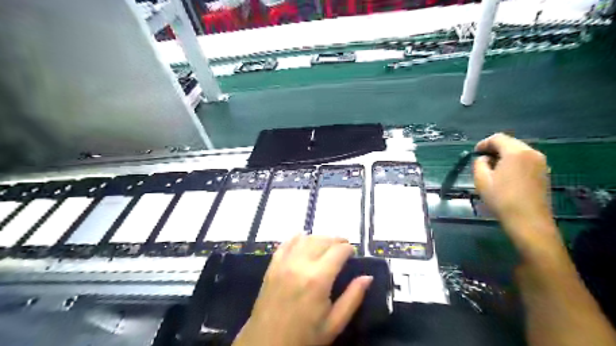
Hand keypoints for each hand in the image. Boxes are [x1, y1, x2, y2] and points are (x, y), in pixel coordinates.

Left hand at [233, 235, 372, 345]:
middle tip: (343, 246)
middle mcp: (300, 265)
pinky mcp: (272, 266)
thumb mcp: (334, 324)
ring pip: (305, 239)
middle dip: (336, 240)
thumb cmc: (304, 337)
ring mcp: (284, 263)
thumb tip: (368, 277)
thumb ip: (353, 298)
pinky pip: (286, 243)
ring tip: (327, 245)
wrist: (266, 344)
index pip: (338, 251)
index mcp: (318, 279)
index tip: (353, 252)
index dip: (348, 248)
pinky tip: (303, 239)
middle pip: (322, 240)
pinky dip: (297, 238)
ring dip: (319, 238)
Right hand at [473, 134, 555, 247]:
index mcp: (516, 152)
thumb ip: (479, 163)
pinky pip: (526, 160)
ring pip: (518, 152)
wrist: (529, 221)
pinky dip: (514, 163)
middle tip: (481, 160)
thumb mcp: (482, 180)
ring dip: (504, 156)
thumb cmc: (502, 199)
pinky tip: (506, 175)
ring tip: (492, 168)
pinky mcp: (544, 173)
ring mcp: (541, 163)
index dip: (483, 143)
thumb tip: (484, 159)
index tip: (474, 153)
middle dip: (494, 149)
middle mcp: (532, 153)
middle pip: (510, 143)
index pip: (498, 138)